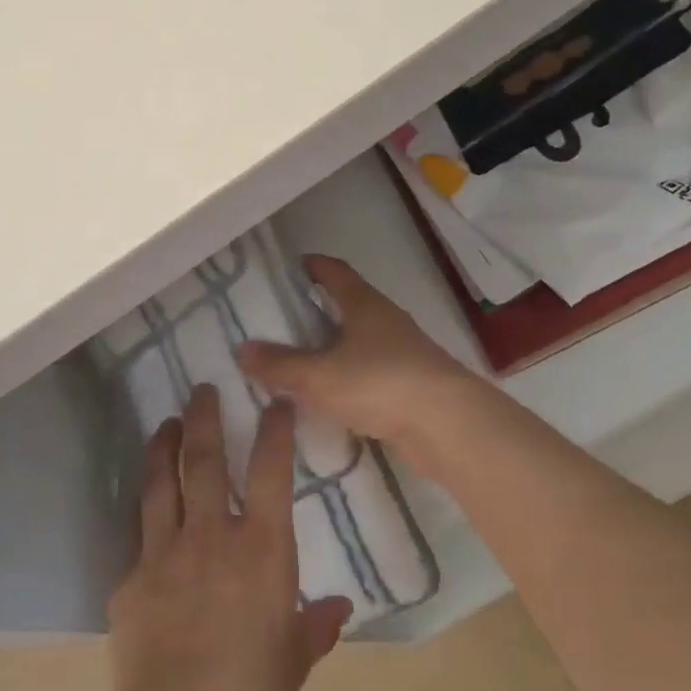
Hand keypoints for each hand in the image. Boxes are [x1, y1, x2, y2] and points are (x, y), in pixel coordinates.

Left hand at [99, 386, 352, 690]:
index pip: (271, 472)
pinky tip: (147, 515)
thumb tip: (338, 610)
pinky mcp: (130, 578)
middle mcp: (212, 535)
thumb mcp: (295, 658)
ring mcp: (164, 552)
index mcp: (262, 548)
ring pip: (162, 484)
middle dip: (204, 418)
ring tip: (164, 424)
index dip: (274, 431)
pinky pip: (139, 537)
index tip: (275, 403)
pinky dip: (146, 517)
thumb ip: (316, 626)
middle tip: (201, 389)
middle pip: (205, 460)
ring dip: (164, 448)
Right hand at [238, 255, 474, 451]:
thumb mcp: (319, 376)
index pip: (336, 273)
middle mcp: (386, 321)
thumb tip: (243, 349)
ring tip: (302, 360)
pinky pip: (370, 372)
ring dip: (335, 347)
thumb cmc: (379, 383)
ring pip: (360, 341)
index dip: (314, 266)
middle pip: (349, 306)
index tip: (293, 265)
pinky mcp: (411, 385)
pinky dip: (349, 377)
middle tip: (284, 319)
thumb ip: (280, 365)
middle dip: (319, 309)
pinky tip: (332, 396)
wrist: (447, 424)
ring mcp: (403, 353)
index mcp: (365, 305)